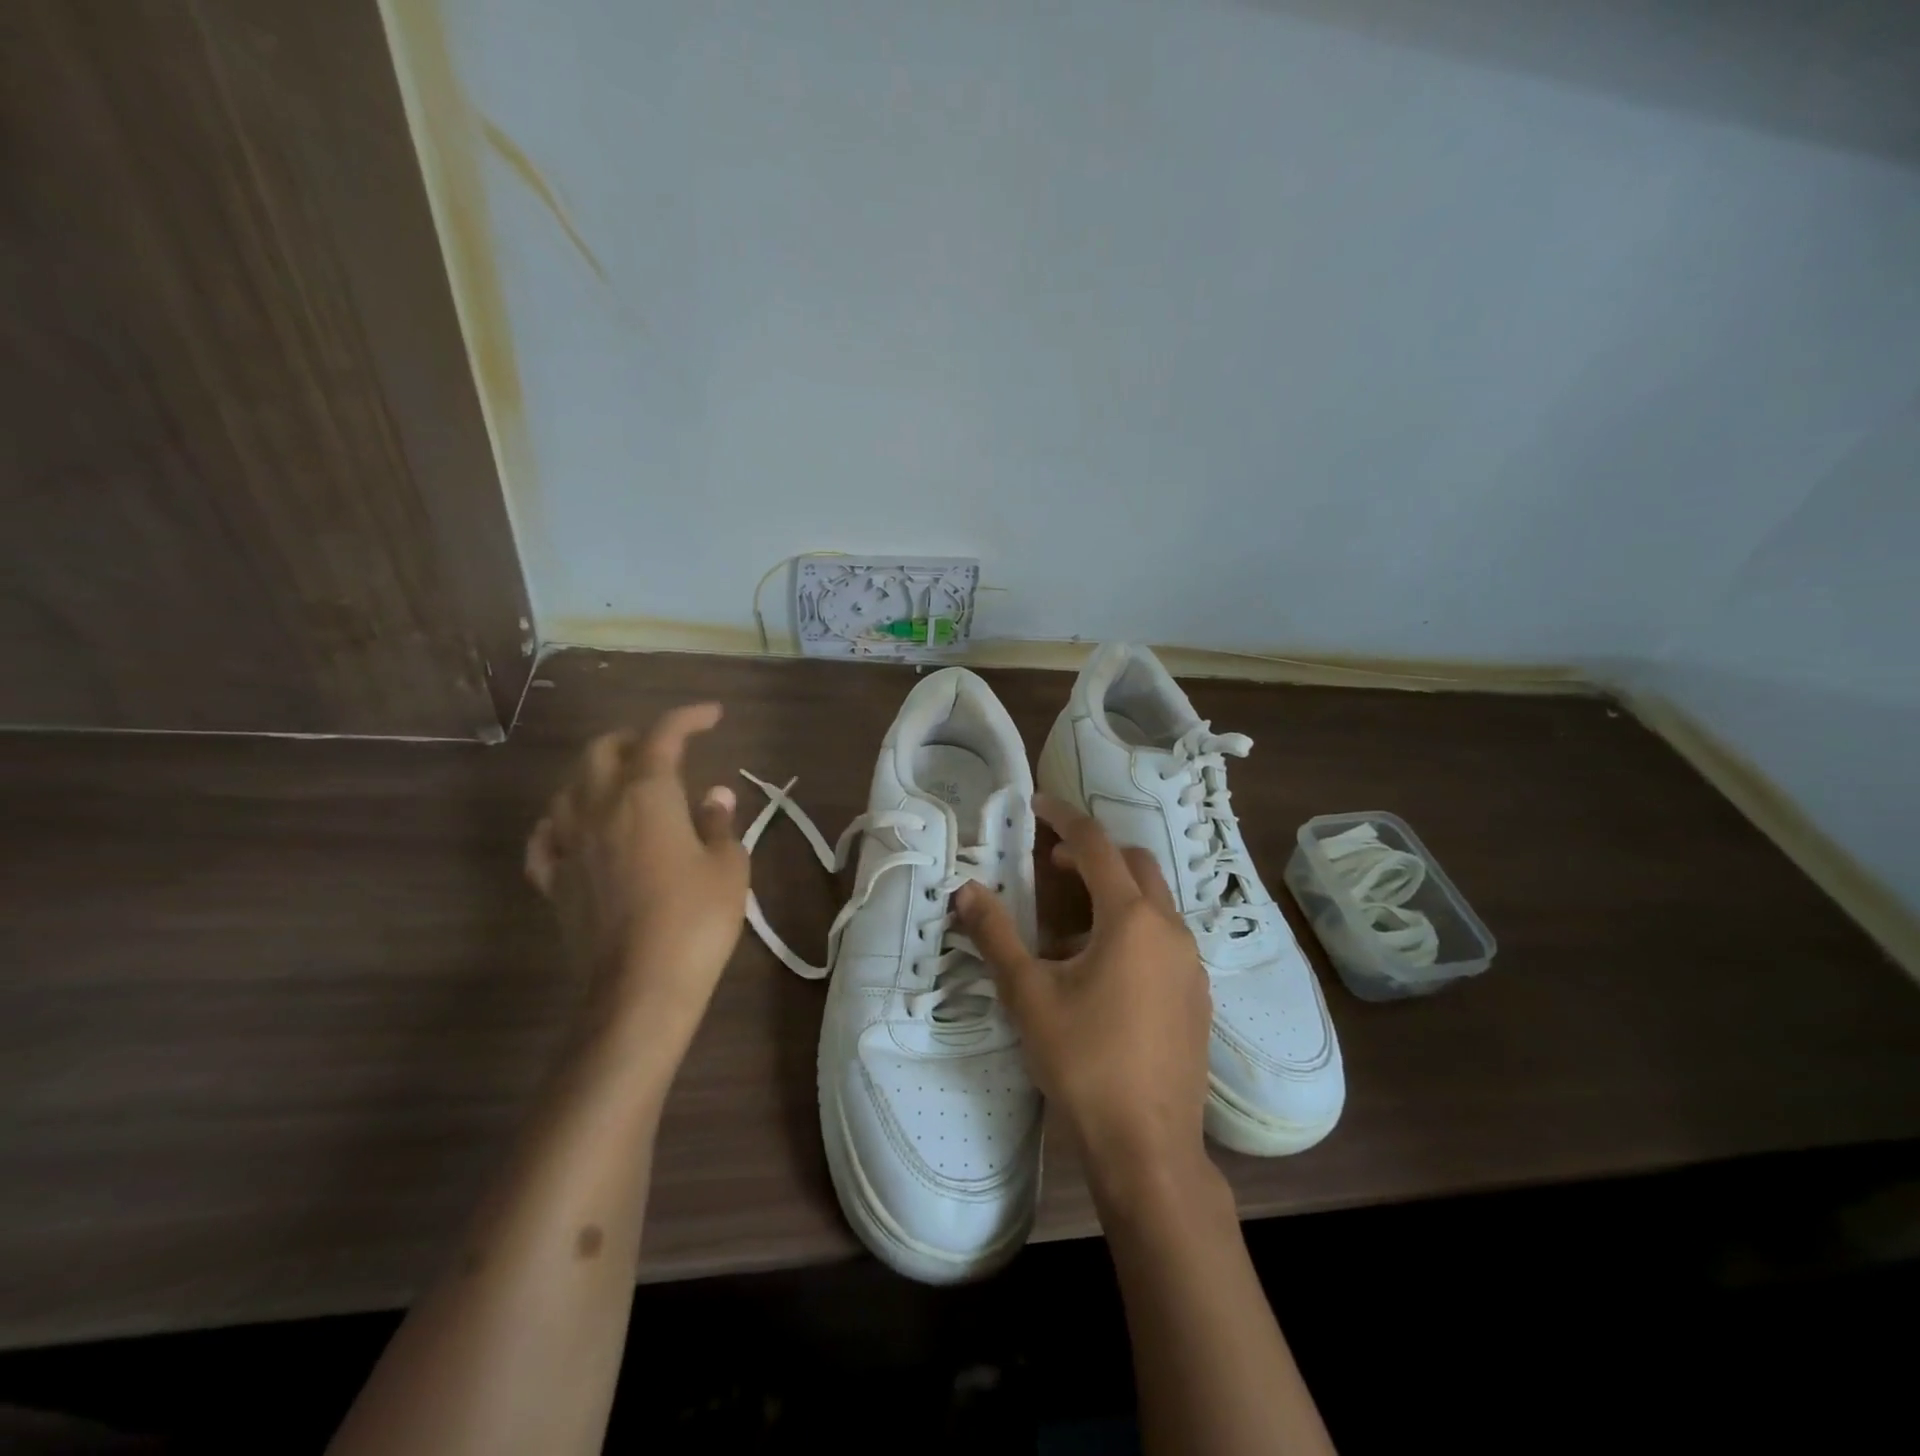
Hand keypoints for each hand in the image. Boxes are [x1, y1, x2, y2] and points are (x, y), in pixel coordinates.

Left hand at [526, 704, 748, 1050]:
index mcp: (647, 796)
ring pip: (568, 786)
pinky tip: (574, 827)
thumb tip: (714, 795)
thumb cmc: (695, 920)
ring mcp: (569, 844)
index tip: (713, 715)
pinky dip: (562, 819)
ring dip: (597, 772)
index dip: (688, 717)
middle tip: (666, 748)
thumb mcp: (728, 867)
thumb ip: (719, 824)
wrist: (638, 989)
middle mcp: (599, 807)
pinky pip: (546, 836)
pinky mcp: (553, 881)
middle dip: (635, 738)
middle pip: (603, 750)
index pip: (664, 736)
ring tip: (623, 781)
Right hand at [957, 794, 1213, 1197]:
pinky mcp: (1197, 995)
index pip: (1096, 845)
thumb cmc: (1083, 1061)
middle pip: (1134, 864)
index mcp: (1131, 918)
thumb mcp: (1028, 994)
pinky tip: (1103, 969)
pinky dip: (1133, 927)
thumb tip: (965, 890)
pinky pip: (1164, 938)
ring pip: (1154, 902)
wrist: (1148, 1146)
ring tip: (1069, 924)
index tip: (1037, 804)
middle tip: (1052, 863)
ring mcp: (1191, 963)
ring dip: (1114, 892)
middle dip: (1094, 852)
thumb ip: (996, 934)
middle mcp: (1170, 929)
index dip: (1065, 818)